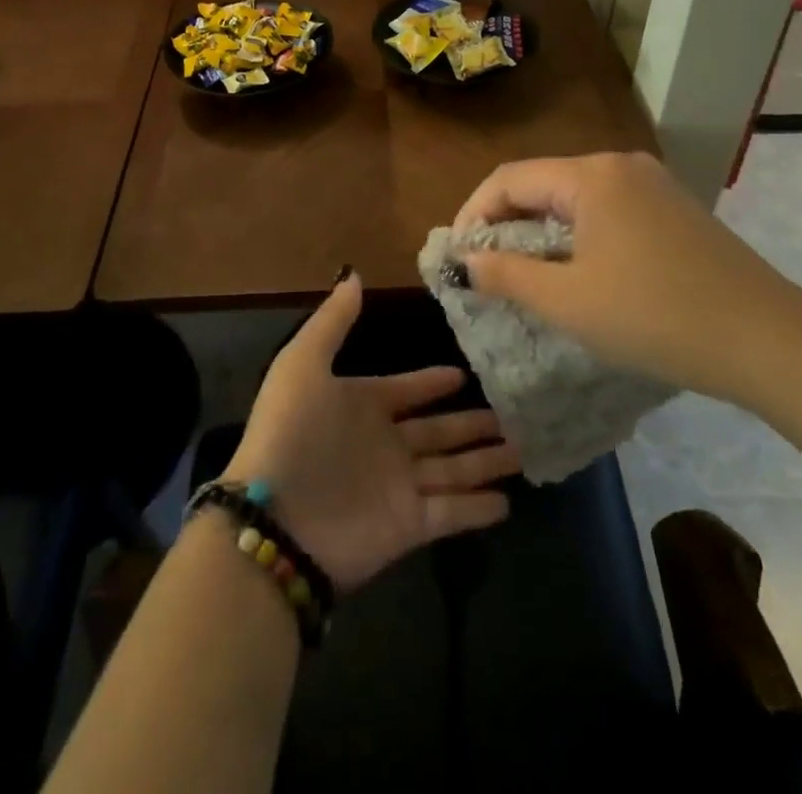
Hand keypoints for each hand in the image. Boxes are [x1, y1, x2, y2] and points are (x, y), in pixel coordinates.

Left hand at [223, 273, 518, 590]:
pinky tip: (509, 501)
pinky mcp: (409, 526)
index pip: (407, 390)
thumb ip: (332, 321)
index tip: (463, 374)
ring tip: (525, 450)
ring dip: (486, 461)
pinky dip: (478, 508)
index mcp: (362, 405)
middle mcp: (385, 444)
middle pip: (439, 431)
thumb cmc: (292, 433)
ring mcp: (399, 486)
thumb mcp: (303, 363)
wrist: (276, 520)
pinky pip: (452, 513)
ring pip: (454, 469)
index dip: (432, 383)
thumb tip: (353, 274)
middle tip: (514, 413)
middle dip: (472, 423)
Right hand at [453, 152, 801, 403]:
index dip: (473, 214)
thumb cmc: (656, 317)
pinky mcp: (675, 209)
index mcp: (591, 176)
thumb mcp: (568, 302)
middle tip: (488, 269)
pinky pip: (608, 211)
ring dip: (542, 231)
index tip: (459, 257)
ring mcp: (653, 184)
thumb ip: (507, 275)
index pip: (509, 178)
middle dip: (506, 223)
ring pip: (575, 198)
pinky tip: (582, 272)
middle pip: (542, 184)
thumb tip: (467, 261)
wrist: (770, 340)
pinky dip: (579, 235)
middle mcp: (620, 165)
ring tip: (528, 275)